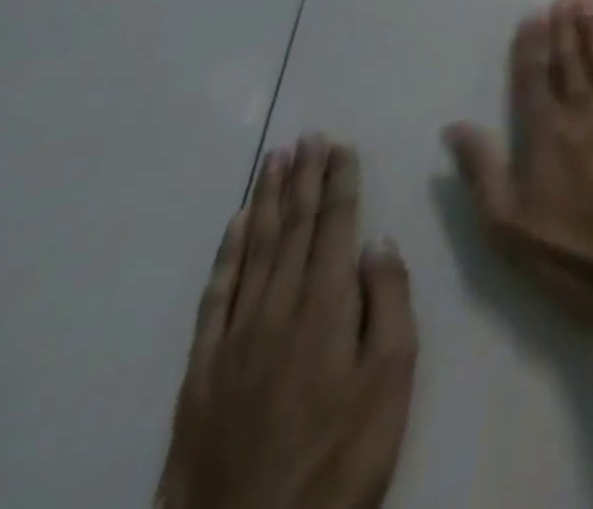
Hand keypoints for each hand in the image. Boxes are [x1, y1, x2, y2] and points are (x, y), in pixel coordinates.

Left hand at [158, 136, 417, 508]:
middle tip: (306, 136)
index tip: (340, 144)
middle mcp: (276, 310)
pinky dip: (227, 254)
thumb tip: (378, 243)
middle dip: (303, 178)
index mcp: (325, 308)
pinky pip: (214, 297)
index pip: (335, 226)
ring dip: (267, 201)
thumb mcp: (392, 379)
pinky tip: (235, 228)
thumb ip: (388, 303)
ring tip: (274, 160)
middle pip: (293, 229)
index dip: (339, 181)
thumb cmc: (342, 455)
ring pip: (253, 251)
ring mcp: (232, 340)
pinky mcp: (200, 374)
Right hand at [446, 0, 592, 319]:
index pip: (534, 78)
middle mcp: (584, 108)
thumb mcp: (511, 227)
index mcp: (547, 132)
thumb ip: (483, 172)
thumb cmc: (578, 250)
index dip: (531, 45)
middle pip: (571, 59)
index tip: (533, 15)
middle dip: (566, 26)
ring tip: (589, 2)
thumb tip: (455, 127)